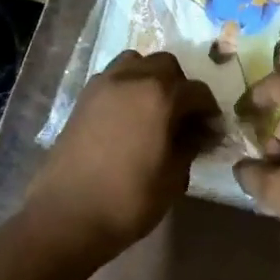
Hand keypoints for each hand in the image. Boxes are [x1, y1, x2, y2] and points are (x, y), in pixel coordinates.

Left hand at [27, 51, 218, 256]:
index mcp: (160, 96)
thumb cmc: (129, 199)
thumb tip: (197, 133)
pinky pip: (113, 79)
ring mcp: (102, 86)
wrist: (67, 216)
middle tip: (184, 117)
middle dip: (181, 87)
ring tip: (154, 110)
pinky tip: (129, 118)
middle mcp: (132, 79)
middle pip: (166, 66)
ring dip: (151, 79)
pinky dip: (127, 88)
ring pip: (135, 63)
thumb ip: (189, 145)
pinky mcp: (82, 99)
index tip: (212, 134)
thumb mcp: (174, 176)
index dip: (210, 112)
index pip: (197, 92)